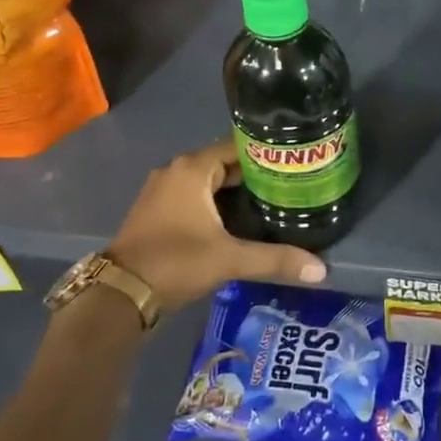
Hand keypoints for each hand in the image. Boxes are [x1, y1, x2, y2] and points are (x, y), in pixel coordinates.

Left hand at [104, 137, 325, 311]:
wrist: (119, 294)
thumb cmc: (175, 262)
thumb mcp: (229, 259)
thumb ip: (275, 260)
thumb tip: (321, 269)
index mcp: (192, 168)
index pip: (239, 146)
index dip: (267, 153)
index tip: (295, 162)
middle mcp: (176, 170)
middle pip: (226, 163)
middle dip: (256, 174)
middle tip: (291, 185)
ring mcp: (163, 190)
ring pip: (210, 181)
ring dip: (236, 191)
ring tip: (273, 201)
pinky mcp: (158, 210)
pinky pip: (196, 196)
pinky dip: (217, 202)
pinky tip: (240, 220)